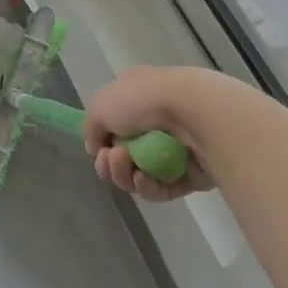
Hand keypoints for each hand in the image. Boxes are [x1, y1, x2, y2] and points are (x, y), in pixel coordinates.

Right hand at [83, 66, 216, 202]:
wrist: (195, 113)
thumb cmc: (144, 101)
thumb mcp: (100, 106)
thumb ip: (91, 128)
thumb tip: (98, 148)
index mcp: (137, 98)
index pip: (114, 126)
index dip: (101, 142)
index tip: (97, 147)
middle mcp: (156, 121)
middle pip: (123, 156)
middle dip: (110, 164)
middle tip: (111, 158)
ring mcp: (174, 149)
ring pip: (138, 175)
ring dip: (124, 174)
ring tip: (128, 163)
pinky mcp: (190, 175)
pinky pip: (160, 189)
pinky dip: (148, 186)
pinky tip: (145, 178)